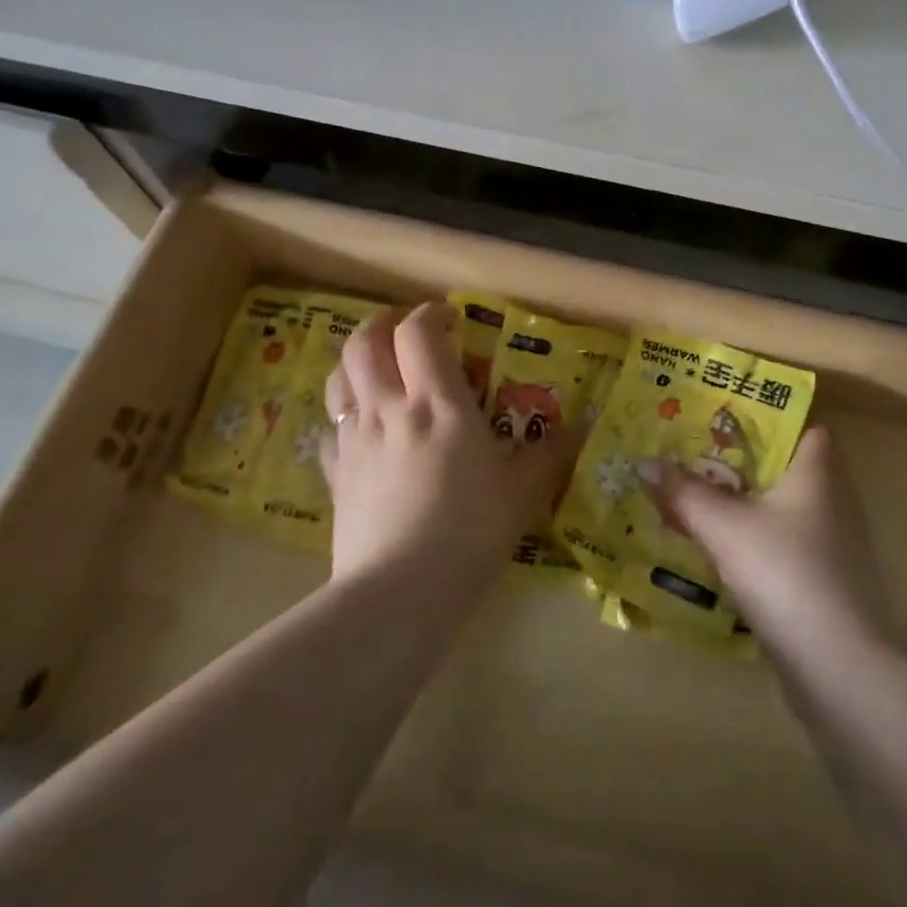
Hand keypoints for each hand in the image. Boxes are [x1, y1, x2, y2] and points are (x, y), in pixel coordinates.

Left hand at [320, 303, 576, 597]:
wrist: (399, 592)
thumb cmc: (468, 532)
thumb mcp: (521, 493)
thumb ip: (548, 456)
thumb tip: (575, 431)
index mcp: (438, 404)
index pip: (419, 332)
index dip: (430, 314)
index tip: (448, 318)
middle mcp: (390, 408)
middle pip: (365, 342)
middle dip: (383, 323)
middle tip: (404, 329)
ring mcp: (355, 440)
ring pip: (338, 377)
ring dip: (355, 360)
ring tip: (378, 367)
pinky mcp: (335, 473)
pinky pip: (331, 428)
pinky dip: (344, 414)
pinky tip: (360, 427)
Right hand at [644, 428, 892, 657]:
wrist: (840, 668)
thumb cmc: (784, 573)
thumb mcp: (724, 527)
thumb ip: (684, 492)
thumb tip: (645, 463)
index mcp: (817, 472)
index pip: (803, 427)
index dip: (767, 419)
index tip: (721, 419)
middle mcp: (832, 502)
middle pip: (785, 469)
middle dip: (740, 464)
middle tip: (692, 457)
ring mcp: (833, 547)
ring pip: (781, 511)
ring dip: (744, 506)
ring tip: (695, 500)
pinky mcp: (825, 585)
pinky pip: (783, 548)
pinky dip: (754, 543)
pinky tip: (719, 554)